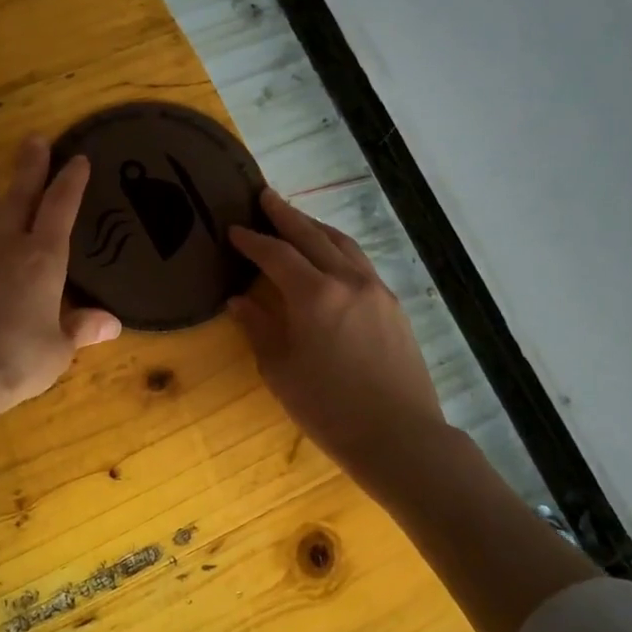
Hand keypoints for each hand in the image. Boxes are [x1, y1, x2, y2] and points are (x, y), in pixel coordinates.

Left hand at [0, 136, 121, 462]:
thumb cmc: (15, 363)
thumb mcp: (58, 351)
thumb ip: (80, 330)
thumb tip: (112, 323)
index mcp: (41, 263)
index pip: (61, 211)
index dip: (71, 184)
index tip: (78, 159)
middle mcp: (0, 248)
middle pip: (16, 199)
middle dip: (27, 168)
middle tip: (32, 138)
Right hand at [229, 189, 444, 478]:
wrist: (398, 435)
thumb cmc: (328, 409)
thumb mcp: (281, 371)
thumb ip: (259, 328)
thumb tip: (239, 300)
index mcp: (315, 295)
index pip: (276, 254)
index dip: (252, 241)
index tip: (233, 229)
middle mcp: (348, 281)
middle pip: (312, 236)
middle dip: (285, 215)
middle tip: (265, 196)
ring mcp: (376, 290)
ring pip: (343, 245)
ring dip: (316, 228)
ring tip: (297, 219)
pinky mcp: (394, 306)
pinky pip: (361, 264)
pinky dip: (339, 250)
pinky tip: (331, 258)